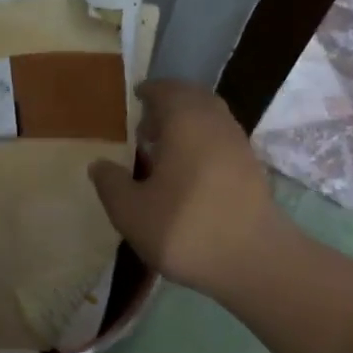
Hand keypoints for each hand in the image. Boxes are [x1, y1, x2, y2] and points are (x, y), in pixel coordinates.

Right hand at [89, 80, 281, 300]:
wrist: (253, 261)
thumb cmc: (184, 229)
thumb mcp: (130, 212)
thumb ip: (111, 184)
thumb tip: (98, 164)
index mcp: (185, 122)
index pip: (166, 91)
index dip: (149, 92)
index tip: (135, 98)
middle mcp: (215, 124)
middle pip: (193, 99)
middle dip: (170, 104)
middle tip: (146, 123)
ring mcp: (238, 146)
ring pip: (211, 120)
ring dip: (188, 124)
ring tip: (163, 148)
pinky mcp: (252, 170)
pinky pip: (221, 141)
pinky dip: (203, 143)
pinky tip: (187, 171)